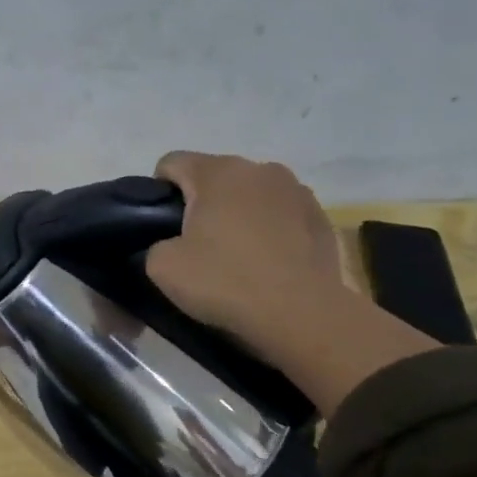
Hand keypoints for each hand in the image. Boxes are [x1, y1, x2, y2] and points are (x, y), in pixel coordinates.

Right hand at [145, 152, 347, 357]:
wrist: (300, 314)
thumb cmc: (226, 282)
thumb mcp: (162, 268)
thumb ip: (155, 244)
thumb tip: (170, 244)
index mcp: (217, 172)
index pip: (171, 162)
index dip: (157, 191)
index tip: (159, 226)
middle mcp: (259, 168)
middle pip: (214, 176)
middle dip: (200, 203)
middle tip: (194, 245)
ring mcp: (296, 190)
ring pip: (250, 194)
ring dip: (238, 213)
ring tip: (236, 254)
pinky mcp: (320, 215)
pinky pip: (281, 214)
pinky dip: (269, 229)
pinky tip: (267, 262)